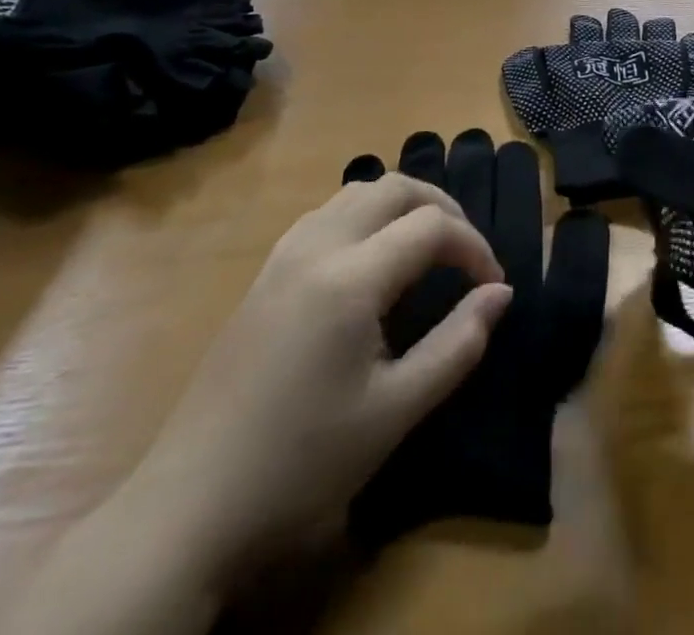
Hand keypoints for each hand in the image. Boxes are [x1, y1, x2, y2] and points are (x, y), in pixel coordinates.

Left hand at [120, 175, 513, 592]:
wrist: (192, 505)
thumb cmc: (303, 462)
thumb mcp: (395, 411)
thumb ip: (458, 344)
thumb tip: (500, 293)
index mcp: (350, 277)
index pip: (431, 226)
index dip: (474, 247)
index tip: (492, 287)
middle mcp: (317, 246)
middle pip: (394, 188)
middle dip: (442, 209)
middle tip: (467, 255)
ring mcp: (284, 255)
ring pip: (357, 192)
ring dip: (402, 206)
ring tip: (428, 249)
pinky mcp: (265, 273)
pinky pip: (327, 214)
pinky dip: (366, 216)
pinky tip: (373, 261)